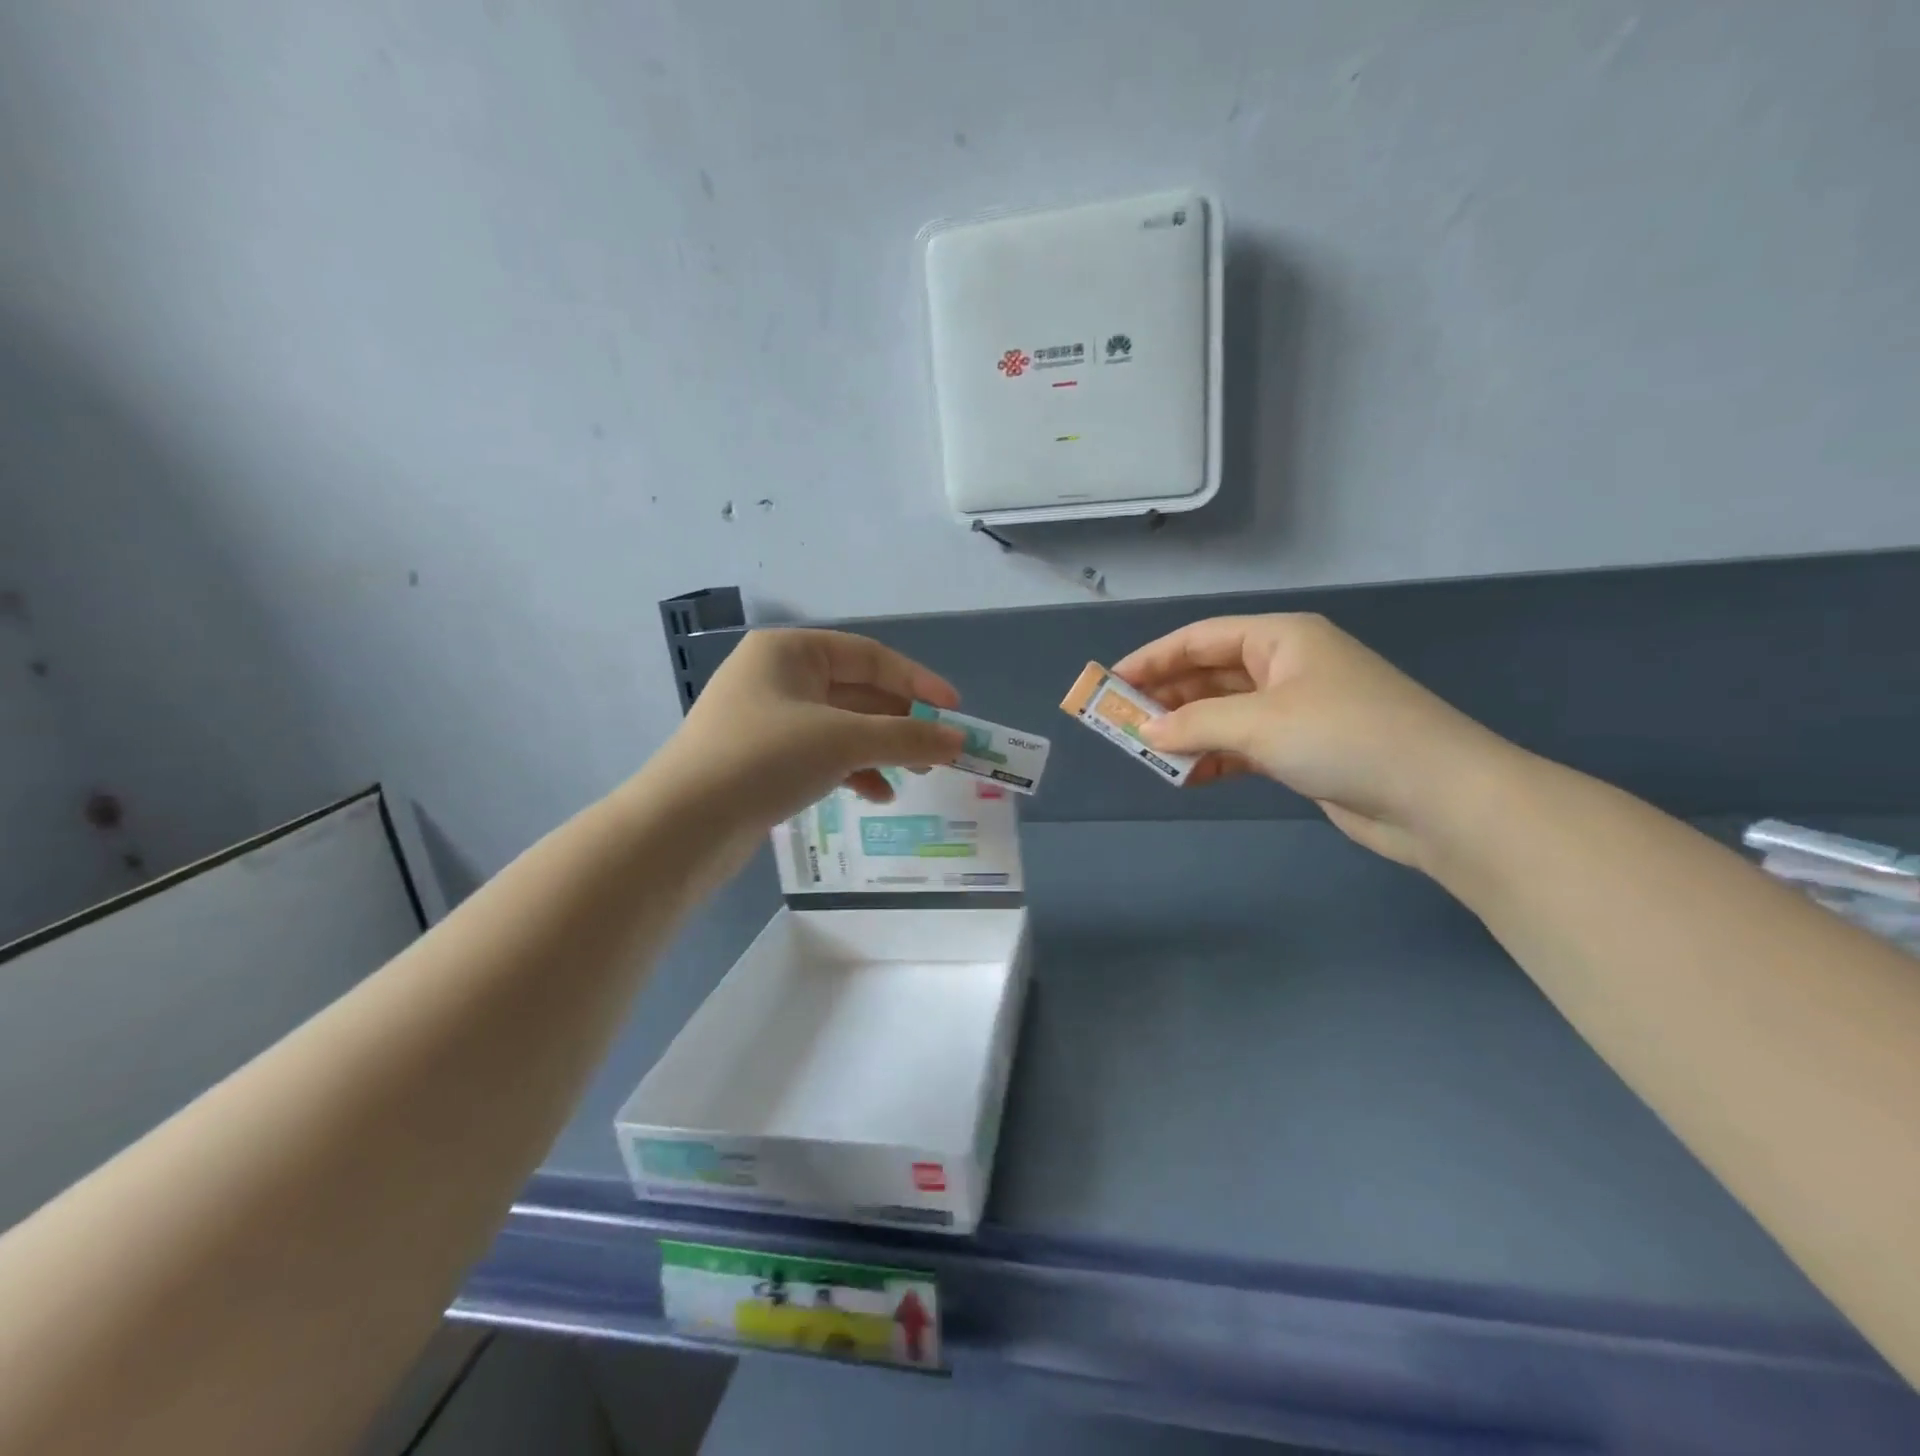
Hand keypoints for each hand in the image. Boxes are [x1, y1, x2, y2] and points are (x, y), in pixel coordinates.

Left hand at [654, 629, 966, 830]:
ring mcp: (767, 719)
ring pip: (841, 727)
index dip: (917, 682)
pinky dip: (852, 770)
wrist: (683, 825)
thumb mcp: (844, 741)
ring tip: (916, 776)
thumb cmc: (765, 758)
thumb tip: (959, 741)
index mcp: (789, 651)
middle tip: (939, 752)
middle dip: (901, 723)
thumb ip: (907, 737)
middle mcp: (777, 677)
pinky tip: (876, 795)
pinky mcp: (763, 759)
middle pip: (857, 693)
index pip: (869, 657)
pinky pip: (821, 754)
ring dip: (881, 750)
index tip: (954, 710)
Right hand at [1113, 614, 1516, 866]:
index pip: (1200, 639)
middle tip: (1120, 724)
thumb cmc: (1344, 737)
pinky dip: (1214, 758)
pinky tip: (1186, 776)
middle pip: (1209, 674)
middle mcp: (1286, 667)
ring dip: (1187, 732)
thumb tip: (1144, 731)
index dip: (1151, 659)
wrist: (1438, 798)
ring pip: (1224, 713)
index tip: (1110, 683)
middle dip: (1165, 699)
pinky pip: (1243, 746)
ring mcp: (1296, 710)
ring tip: (1146, 753)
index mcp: (1280, 639)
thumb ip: (1194, 724)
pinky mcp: (1303, 750)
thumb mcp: (1259, 723)